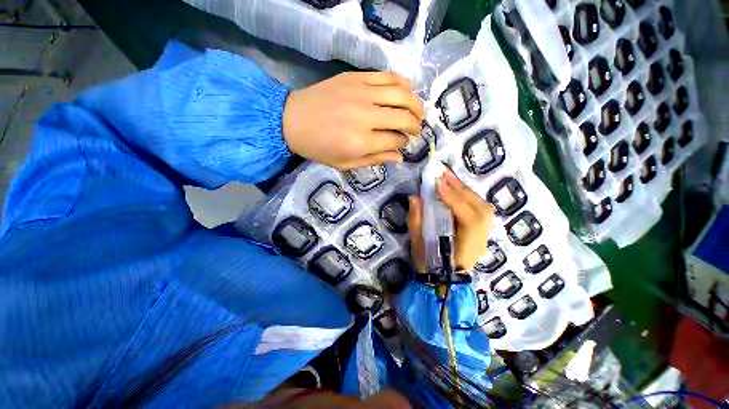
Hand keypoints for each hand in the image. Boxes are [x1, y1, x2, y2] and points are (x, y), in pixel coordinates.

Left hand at [282, 72, 424, 169]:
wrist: (292, 120)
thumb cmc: (319, 148)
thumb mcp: (346, 163)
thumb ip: (375, 159)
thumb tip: (400, 157)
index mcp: (361, 141)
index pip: (396, 140)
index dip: (404, 143)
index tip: (404, 143)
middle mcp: (365, 116)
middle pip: (403, 116)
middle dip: (415, 124)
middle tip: (416, 129)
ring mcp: (361, 93)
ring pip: (401, 93)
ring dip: (416, 103)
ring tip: (419, 111)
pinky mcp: (355, 77)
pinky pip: (387, 76)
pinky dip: (403, 83)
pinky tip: (408, 90)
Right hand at [408, 170, 494, 272]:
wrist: (442, 279)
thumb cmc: (428, 264)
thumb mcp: (418, 245)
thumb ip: (416, 221)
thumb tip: (415, 197)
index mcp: (466, 248)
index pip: (468, 220)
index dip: (454, 200)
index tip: (438, 184)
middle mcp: (480, 241)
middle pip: (480, 210)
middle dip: (462, 189)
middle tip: (444, 174)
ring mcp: (483, 236)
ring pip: (482, 208)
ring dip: (466, 191)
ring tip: (450, 179)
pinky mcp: (480, 231)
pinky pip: (479, 210)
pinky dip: (469, 197)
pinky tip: (457, 190)